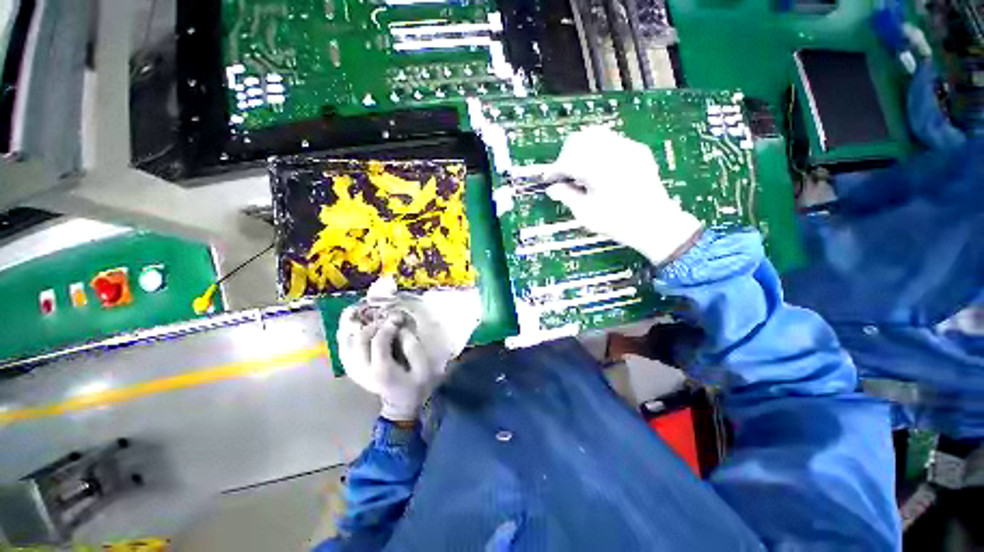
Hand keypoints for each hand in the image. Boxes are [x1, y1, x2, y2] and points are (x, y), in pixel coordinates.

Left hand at [337, 278, 481, 420]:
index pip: (378, 342)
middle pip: (359, 340)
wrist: (401, 402)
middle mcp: (363, 370)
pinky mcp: (351, 369)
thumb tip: (400, 327)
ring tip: (354, 309)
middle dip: (372, 324)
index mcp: (382, 370)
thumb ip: (412, 346)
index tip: (398, 317)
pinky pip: (343, 349)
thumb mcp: (422, 367)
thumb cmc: (415, 383)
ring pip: (345, 343)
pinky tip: (349, 324)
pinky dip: (344, 335)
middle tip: (384, 317)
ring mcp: (354, 370)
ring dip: (349, 326)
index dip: (387, 326)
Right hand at [545, 126, 702, 264]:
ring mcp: (627, 148)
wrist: (655, 224)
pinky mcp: (638, 150)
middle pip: (579, 139)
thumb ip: (566, 196)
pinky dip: (599, 151)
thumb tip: (552, 189)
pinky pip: (612, 141)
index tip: (550, 181)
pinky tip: (600, 169)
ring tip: (581, 170)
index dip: (554, 170)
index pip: (566, 159)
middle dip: (567, 156)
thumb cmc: (617, 222)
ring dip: (582, 150)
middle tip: (565, 176)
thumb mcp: (585, 213)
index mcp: (597, 167)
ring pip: (596, 134)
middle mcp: (612, 151)